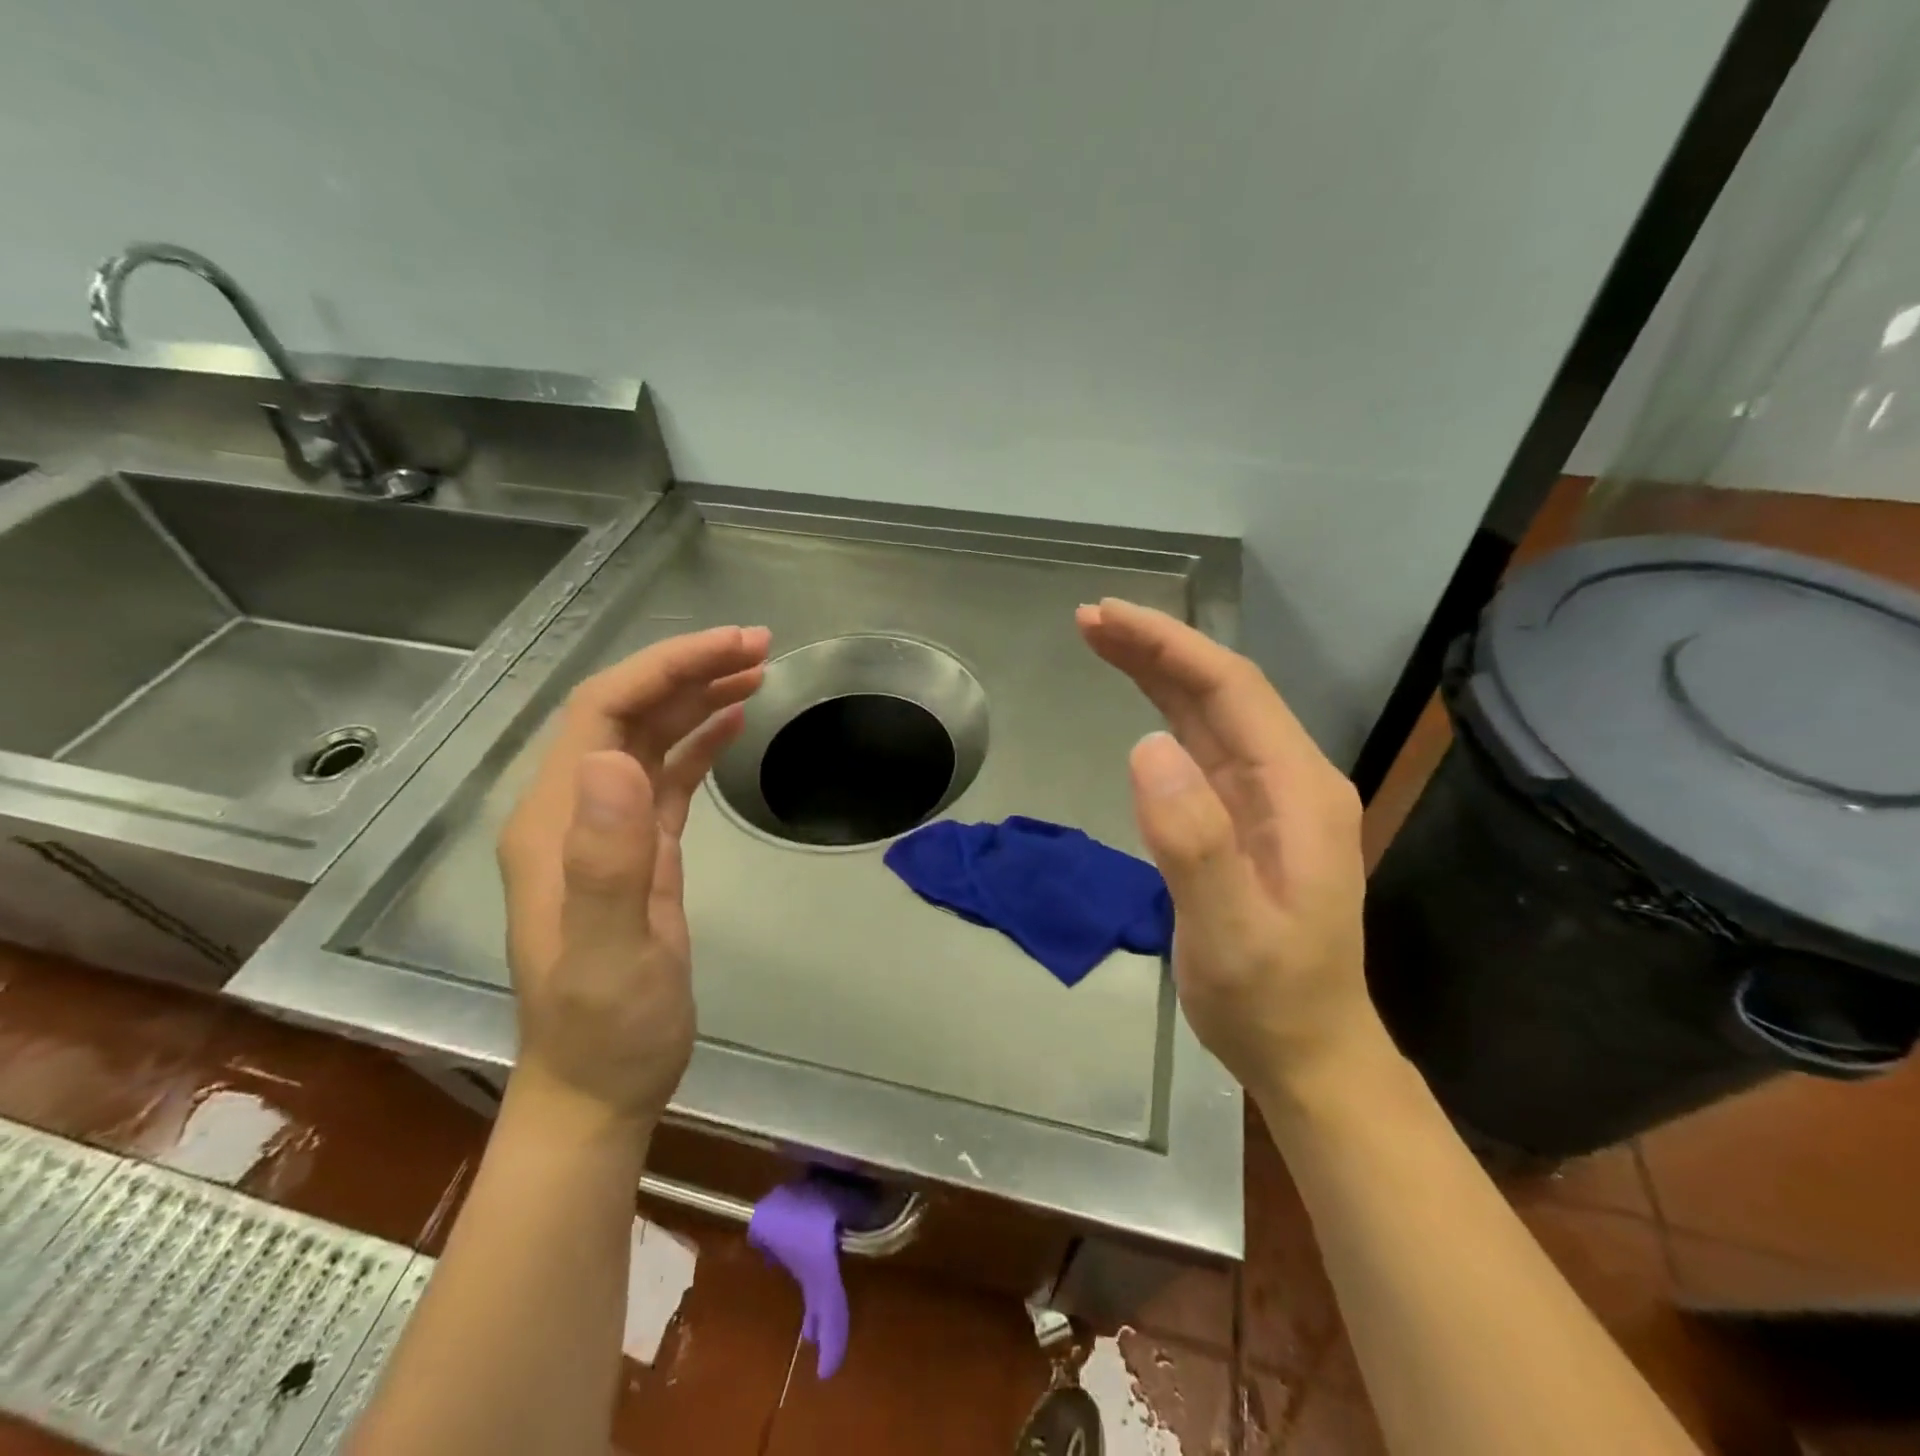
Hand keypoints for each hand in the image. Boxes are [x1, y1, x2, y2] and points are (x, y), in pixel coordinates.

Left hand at [497, 626, 770, 1127]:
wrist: (600, 1085)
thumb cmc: (604, 1026)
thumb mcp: (609, 952)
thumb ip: (606, 859)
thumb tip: (616, 760)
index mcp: (555, 820)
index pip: (603, 711)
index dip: (666, 668)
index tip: (734, 648)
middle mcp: (572, 811)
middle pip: (626, 712)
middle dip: (689, 670)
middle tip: (760, 649)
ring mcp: (605, 830)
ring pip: (648, 737)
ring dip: (697, 698)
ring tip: (757, 673)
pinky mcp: (638, 850)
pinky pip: (666, 775)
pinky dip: (698, 741)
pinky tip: (733, 723)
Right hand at [1077, 599, 1382, 1101]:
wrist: (1308, 1052)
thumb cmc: (1270, 999)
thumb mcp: (1230, 932)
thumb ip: (1194, 841)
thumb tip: (1145, 747)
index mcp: (1299, 792)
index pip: (1231, 690)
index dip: (1168, 646)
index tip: (1105, 618)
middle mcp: (1291, 779)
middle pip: (1221, 690)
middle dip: (1157, 646)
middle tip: (1089, 619)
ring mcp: (1269, 798)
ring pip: (1211, 712)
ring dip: (1158, 671)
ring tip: (1101, 640)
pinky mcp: (1245, 817)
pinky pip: (1204, 746)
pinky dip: (1165, 710)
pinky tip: (1138, 701)